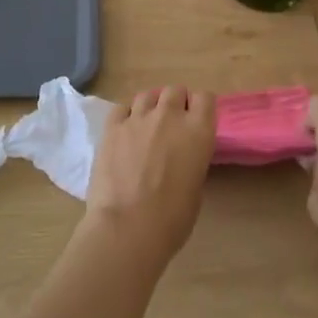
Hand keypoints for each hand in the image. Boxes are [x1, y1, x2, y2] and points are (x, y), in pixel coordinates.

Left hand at [83, 86, 216, 264]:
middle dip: (175, 102)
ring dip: (151, 106)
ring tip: (146, 126)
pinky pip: (122, 108)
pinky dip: (126, 116)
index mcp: (198, 131)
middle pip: (175, 90)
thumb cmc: (172, 219)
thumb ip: (191, 161)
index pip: (205, 98)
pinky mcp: (112, 127)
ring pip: (147, 95)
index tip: (196, 120)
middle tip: (171, 124)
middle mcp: (170, 116)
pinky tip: (125, 132)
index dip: (200, 107)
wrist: (128, 227)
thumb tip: (181, 158)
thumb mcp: (196, 188)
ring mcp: (138, 118)